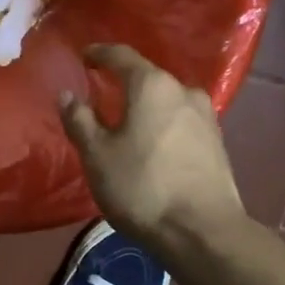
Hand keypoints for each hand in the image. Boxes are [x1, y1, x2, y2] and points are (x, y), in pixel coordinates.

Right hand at [59, 44, 246, 253]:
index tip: (84, 56)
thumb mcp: (97, 155)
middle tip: (102, 93)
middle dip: (124, 82)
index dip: (99, 53)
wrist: (202, 231)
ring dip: (146, 106)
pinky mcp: (217, 142)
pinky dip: (163, 124)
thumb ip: (80, 120)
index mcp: (151, 86)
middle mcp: (183, 91)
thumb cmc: (141, 188)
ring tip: (127, 121)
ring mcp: (206, 116)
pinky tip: (153, 143)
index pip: (121, 56)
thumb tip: (67, 94)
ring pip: (167, 101)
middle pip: (148, 77)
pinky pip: (181, 122)